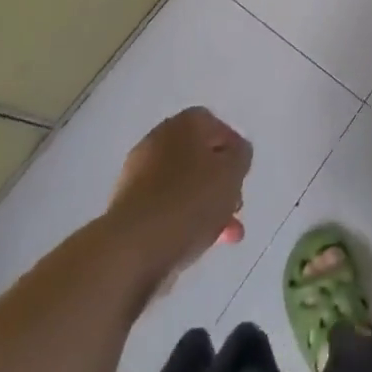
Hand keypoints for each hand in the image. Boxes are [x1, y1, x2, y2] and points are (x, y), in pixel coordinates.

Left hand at [107, 108, 252, 289]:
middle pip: (199, 156)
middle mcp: (158, 140)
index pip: (215, 125)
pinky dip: (183, 220)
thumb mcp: (232, 173)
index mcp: (184, 124)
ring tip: (225, 235)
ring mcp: (139, 174)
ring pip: (183, 185)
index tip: (243, 175)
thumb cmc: (190, 201)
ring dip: (206, 205)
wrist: (133, 248)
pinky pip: (165, 207)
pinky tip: (197, 243)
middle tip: (235, 206)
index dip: (233, 149)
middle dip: (220, 182)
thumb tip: (235, 154)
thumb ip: (240, 157)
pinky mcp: (128, 208)